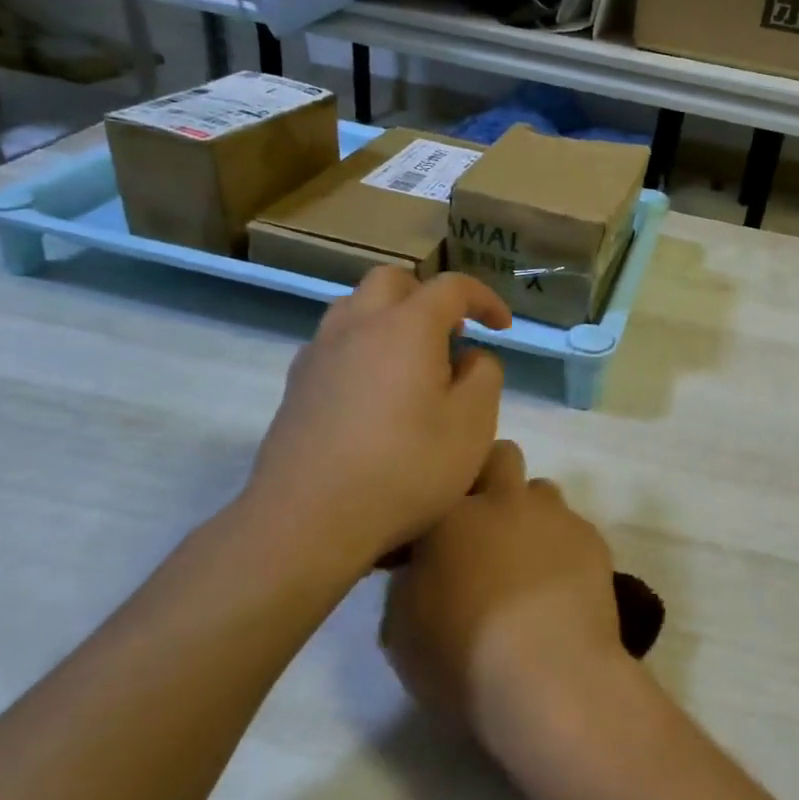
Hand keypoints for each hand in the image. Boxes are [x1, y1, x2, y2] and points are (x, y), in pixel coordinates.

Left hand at [243, 268, 511, 570]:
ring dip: (391, 317)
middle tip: (452, 335)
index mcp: (407, 327)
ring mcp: (320, 354)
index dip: (484, 298)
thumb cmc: (405, 468)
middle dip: (428, 296)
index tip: (502, 326)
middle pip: (393, 281)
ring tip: (413, 360)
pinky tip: (375, 391)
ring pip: (356, 307)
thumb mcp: (473, 424)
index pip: (452, 287)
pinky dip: (363, 346)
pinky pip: (334, 342)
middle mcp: (358, 325)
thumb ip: (484, 376)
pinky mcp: (296, 385)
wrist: (309, 518)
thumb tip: (469, 357)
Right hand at [382, 440, 628, 748]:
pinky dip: (562, 546)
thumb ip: (409, 580)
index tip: (439, 522)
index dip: (445, 494)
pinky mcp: (592, 540)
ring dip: (530, 513)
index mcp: (451, 514)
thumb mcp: (401, 628)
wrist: (547, 675)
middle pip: (502, 455)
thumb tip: (422, 566)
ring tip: (526, 558)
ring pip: (542, 491)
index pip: (446, 475)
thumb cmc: (462, 656)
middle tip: (484, 522)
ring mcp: (554, 516)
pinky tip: (560, 585)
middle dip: (493, 476)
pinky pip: (573, 527)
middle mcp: (505, 500)